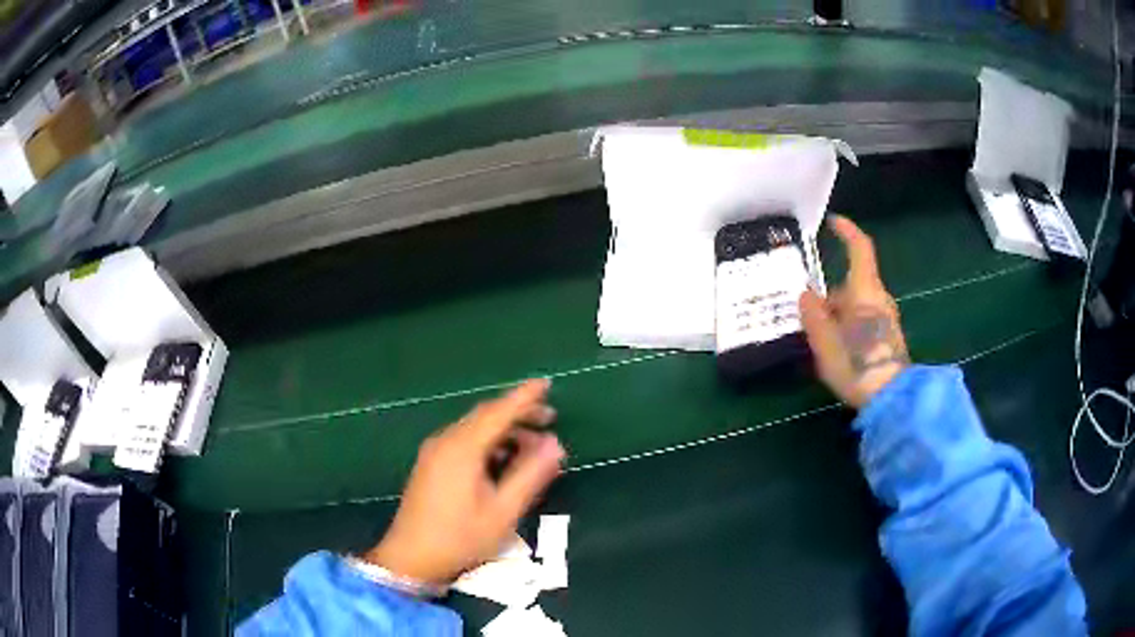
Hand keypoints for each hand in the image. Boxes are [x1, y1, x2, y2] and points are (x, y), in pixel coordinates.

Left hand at [365, 379, 564, 586]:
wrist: (410, 557)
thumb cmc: (461, 537)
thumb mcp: (503, 511)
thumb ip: (530, 475)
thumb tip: (555, 444)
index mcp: (463, 448)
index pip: (499, 411)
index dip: (525, 397)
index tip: (547, 384)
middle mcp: (445, 441)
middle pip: (485, 415)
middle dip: (518, 413)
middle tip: (550, 419)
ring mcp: (434, 451)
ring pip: (474, 428)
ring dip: (504, 429)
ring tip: (532, 445)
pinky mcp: (430, 463)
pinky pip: (464, 440)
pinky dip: (489, 441)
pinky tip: (503, 459)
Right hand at [799, 216, 908, 408]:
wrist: (891, 398)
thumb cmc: (857, 363)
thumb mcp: (824, 341)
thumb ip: (813, 314)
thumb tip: (807, 296)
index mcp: (865, 290)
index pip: (860, 249)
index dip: (847, 231)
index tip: (833, 222)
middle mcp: (879, 298)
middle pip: (853, 284)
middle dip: (832, 296)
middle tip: (812, 317)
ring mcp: (887, 319)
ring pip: (858, 305)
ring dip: (840, 315)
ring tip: (821, 341)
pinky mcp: (889, 337)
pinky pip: (865, 321)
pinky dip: (850, 327)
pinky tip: (839, 352)